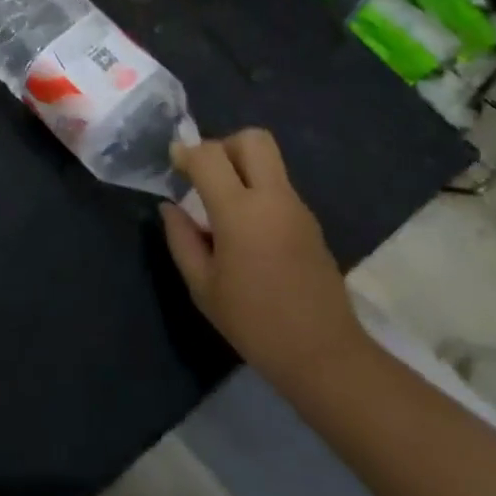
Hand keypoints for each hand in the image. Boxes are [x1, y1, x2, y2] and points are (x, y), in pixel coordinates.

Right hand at [159, 129, 367, 392]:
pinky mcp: (311, 221)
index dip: (186, 152)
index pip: (209, 156)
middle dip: (223, 146)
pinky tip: (247, 230)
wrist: (324, 355)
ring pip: (269, 160)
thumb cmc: (255, 324)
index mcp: (241, 212)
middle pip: (252, 139)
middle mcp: (272, 198)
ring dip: (242, 168)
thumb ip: (182, 239)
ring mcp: (297, 207)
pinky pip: (279, 186)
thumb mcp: (203, 287)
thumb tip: (170, 207)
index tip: (173, 163)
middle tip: (206, 176)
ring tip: (223, 206)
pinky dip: (258, 191)